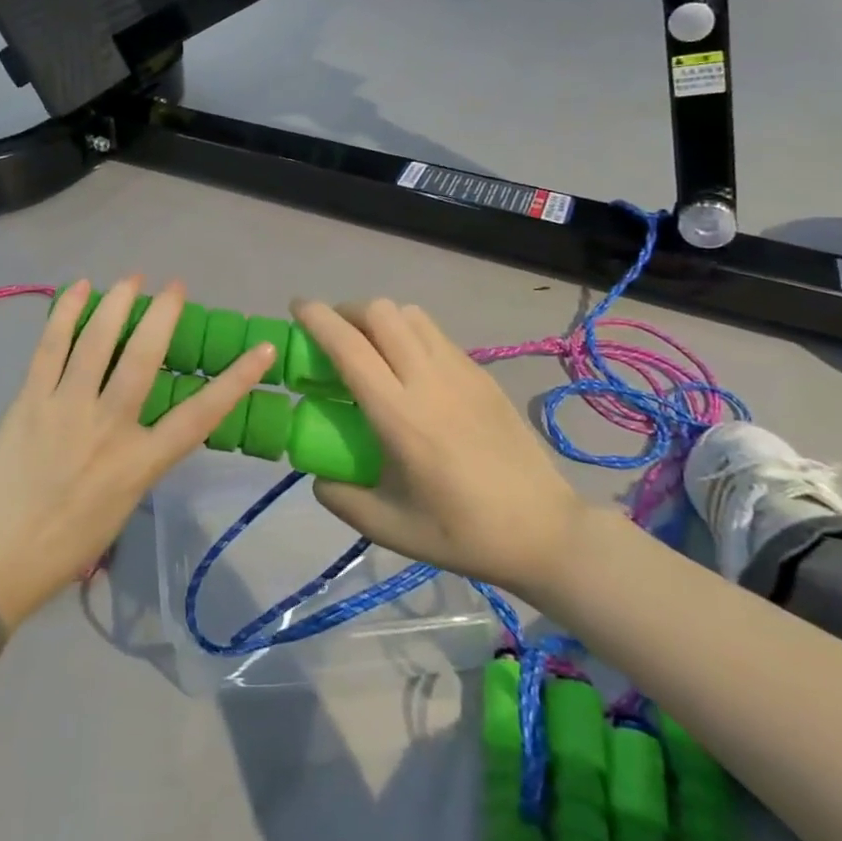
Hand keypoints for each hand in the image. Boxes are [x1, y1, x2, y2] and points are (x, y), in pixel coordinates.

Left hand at [0, 278, 275, 627]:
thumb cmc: (56, 553)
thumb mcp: (116, 514)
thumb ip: (133, 467)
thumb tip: (137, 433)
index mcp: (138, 465)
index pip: (200, 416)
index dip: (235, 381)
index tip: (261, 350)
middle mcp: (108, 427)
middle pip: (144, 357)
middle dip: (163, 315)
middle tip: (174, 287)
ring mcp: (65, 408)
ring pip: (97, 341)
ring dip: (117, 303)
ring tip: (131, 279)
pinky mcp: (27, 399)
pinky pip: (50, 346)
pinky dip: (65, 312)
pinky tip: (79, 288)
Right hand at [295, 299, 587, 601]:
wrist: (544, 530)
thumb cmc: (463, 533)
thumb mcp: (390, 529)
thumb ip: (342, 499)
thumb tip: (317, 476)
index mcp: (399, 415)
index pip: (349, 346)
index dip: (317, 318)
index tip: (296, 307)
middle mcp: (428, 380)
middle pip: (380, 312)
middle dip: (347, 312)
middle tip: (334, 337)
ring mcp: (460, 371)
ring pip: (411, 314)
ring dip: (380, 319)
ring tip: (372, 348)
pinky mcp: (482, 374)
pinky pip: (435, 334)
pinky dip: (409, 333)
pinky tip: (410, 370)